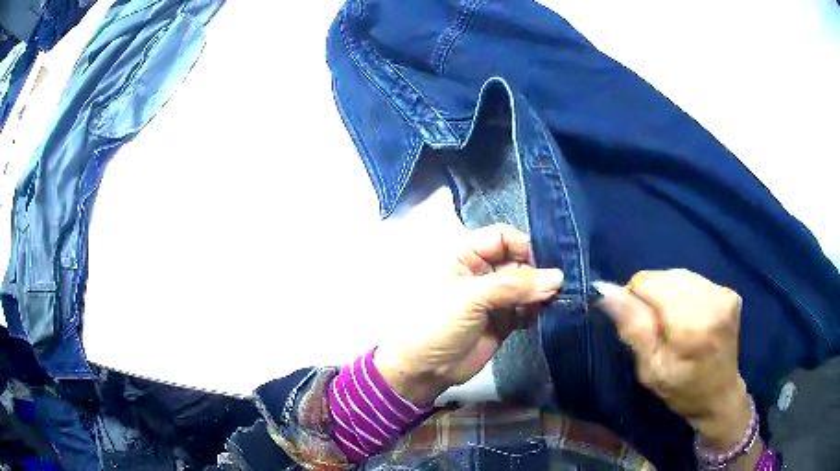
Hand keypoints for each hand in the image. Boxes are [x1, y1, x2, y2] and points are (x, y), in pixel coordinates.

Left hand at [375, 224, 563, 405]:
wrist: (423, 370)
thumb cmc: (436, 323)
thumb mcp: (470, 298)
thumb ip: (514, 285)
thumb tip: (557, 278)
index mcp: (465, 255)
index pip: (501, 237)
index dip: (522, 246)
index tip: (542, 266)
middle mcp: (481, 272)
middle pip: (518, 261)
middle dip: (537, 272)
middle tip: (556, 287)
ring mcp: (494, 298)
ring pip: (526, 286)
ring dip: (540, 293)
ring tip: (554, 302)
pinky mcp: (503, 321)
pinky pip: (527, 309)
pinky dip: (537, 311)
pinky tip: (543, 316)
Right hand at [599, 269, 750, 449]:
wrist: (720, 395)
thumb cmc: (681, 390)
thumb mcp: (650, 369)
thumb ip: (633, 328)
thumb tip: (607, 291)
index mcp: (693, 325)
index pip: (649, 283)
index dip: (635, 299)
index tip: (638, 324)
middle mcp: (713, 301)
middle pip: (665, 276)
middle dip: (652, 297)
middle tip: (656, 329)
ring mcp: (724, 294)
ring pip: (679, 275)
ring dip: (667, 294)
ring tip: (672, 322)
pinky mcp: (730, 292)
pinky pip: (694, 279)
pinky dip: (683, 293)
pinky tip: (688, 315)